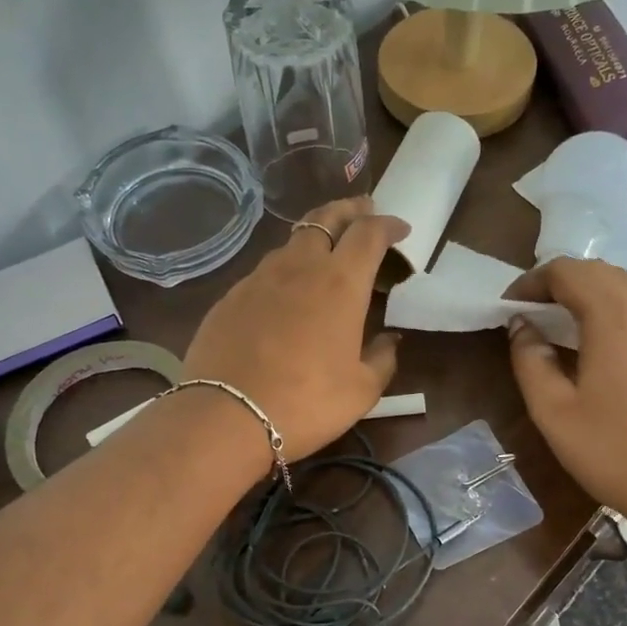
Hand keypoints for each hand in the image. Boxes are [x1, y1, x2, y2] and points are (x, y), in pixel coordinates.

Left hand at [182, 197, 407, 458]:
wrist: (226, 416)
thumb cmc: (306, 403)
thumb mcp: (362, 391)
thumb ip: (382, 359)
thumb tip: (389, 341)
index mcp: (341, 283)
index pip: (369, 233)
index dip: (388, 225)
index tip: (400, 229)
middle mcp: (300, 267)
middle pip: (325, 217)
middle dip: (349, 209)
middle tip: (363, 211)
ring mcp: (259, 278)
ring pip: (292, 243)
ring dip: (314, 239)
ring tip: (324, 255)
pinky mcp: (229, 297)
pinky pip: (264, 272)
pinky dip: (284, 271)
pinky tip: (284, 295)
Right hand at [506, 259, 626, 537]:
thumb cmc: (615, 452)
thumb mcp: (553, 412)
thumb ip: (529, 360)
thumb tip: (521, 325)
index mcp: (613, 315)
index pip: (566, 271)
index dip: (531, 282)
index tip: (510, 309)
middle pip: (599, 272)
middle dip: (560, 284)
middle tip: (533, 315)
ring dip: (591, 294)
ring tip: (567, 327)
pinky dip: (620, 310)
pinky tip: (609, 346)